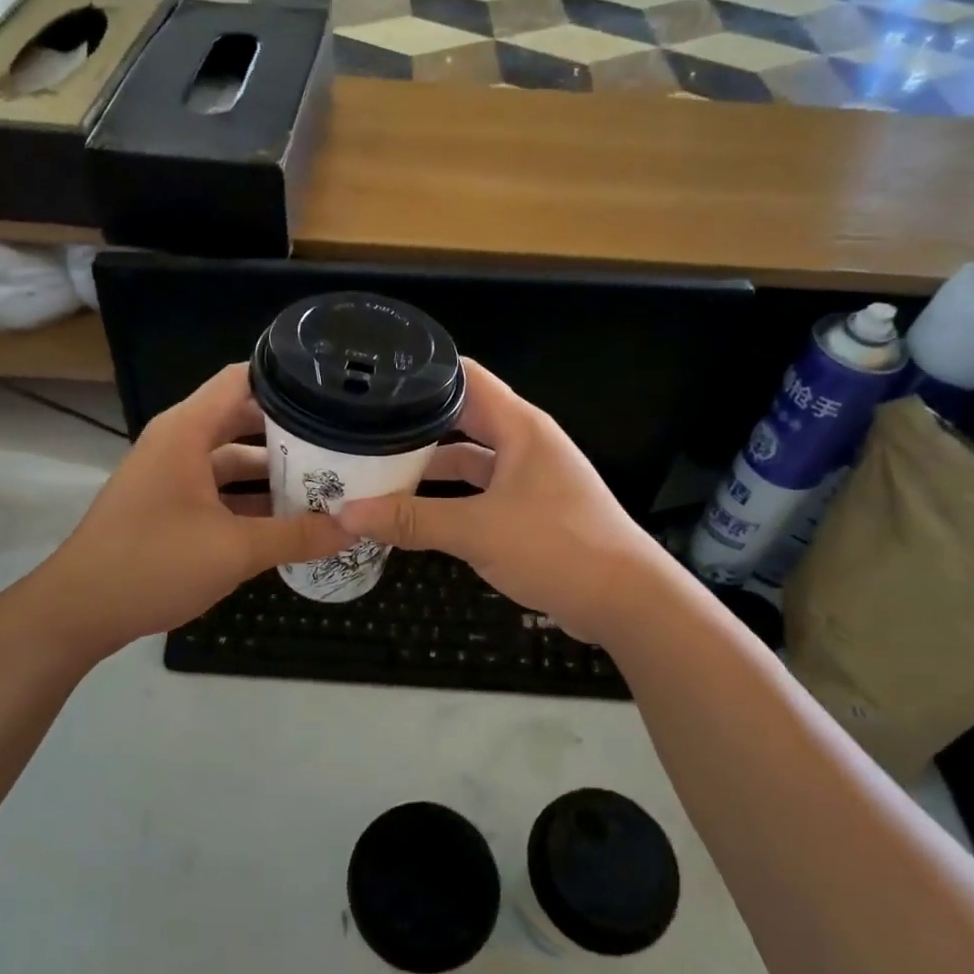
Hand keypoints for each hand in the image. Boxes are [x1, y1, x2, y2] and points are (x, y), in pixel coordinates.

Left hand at [36, 364, 352, 657]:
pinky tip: (287, 517)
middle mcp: (178, 442)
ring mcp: (170, 474)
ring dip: (272, 469)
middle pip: (242, 417)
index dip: (287, 378)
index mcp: (187, 431)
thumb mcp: (235, 550)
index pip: (242, 379)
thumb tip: (354, 528)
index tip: (333, 389)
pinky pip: (218, 487)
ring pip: (231, 457)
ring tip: (326, 478)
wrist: (78, 611)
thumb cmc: (154, 563)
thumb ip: (297, 536)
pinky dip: (250, 497)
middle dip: (290, 429)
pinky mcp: (167, 504)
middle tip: (342, 438)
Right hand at [338, 360, 667, 646]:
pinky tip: (416, 510)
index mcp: (519, 426)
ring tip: (378, 469)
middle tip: (364, 427)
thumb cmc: (556, 547)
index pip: (465, 377)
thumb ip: (412, 521)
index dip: (423, 373)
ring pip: (469, 460)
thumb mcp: (478, 531)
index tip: (376, 380)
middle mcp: (524, 442)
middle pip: (462, 418)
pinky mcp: (530, 509)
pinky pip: (480, 491)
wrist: (625, 600)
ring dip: (431, 467)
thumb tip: (348, 514)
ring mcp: (528, 476)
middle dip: (416, 424)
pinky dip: (449, 498)